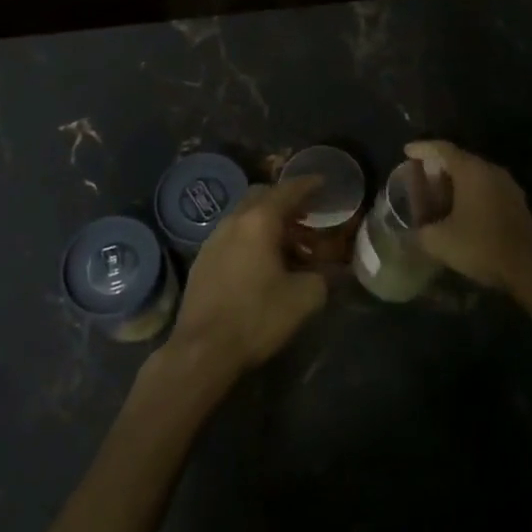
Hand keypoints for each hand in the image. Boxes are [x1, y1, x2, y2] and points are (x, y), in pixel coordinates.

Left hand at [165, 176, 327, 376]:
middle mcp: (233, 221)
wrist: (202, 349)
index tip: (323, 181)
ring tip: (288, 243)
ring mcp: (213, 239)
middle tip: (307, 214)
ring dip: (267, 222)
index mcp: (259, 220)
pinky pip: (233, 236)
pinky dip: (251, 238)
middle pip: (262, 196)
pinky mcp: (202, 260)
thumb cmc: (256, 316)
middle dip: (286, 201)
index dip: (308, 184)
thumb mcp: (304, 298)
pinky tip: (262, 263)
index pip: (288, 191)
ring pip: (245, 217)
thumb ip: (323, 277)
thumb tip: (328, 271)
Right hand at [404, 140, 531, 296]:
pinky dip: (470, 191)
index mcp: (471, 171)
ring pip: (475, 173)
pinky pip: (486, 186)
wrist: (528, 269)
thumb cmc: (481, 246)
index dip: (422, 148)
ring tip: (438, 192)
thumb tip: (415, 228)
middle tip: (420, 175)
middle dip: (438, 165)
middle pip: (460, 159)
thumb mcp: (439, 241)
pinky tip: (461, 209)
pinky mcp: (516, 201)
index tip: (407, 151)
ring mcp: (507, 185)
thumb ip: (420, 229)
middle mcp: (491, 170)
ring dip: (455, 180)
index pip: (442, 149)